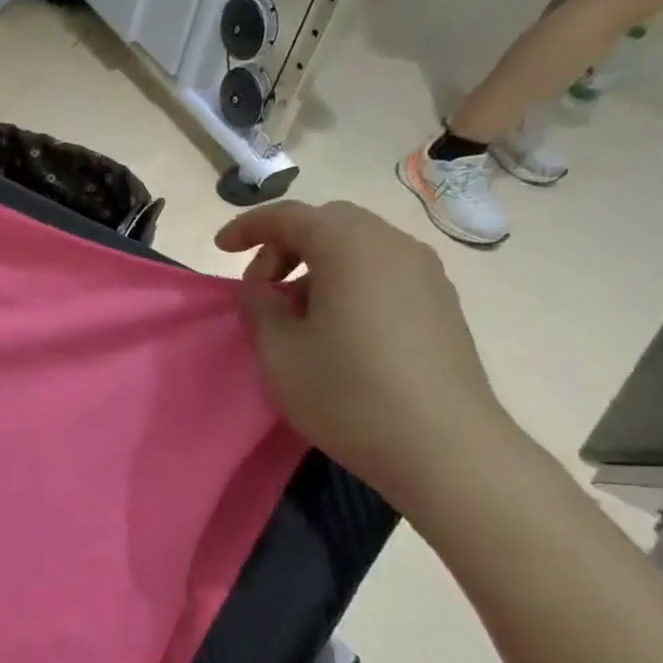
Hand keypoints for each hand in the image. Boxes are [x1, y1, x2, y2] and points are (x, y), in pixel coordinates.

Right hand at [218, 200, 520, 514]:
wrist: (443, 447)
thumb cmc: (347, 392)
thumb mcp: (279, 350)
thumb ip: (260, 307)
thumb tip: (264, 290)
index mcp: (350, 246)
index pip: (289, 216)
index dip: (248, 227)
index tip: (220, 250)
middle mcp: (393, 246)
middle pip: (328, 223)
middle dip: (285, 245)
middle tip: (261, 287)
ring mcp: (425, 274)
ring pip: (358, 247)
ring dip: (317, 265)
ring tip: (295, 313)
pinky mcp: (440, 304)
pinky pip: (382, 271)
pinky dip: (348, 281)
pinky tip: (335, 327)